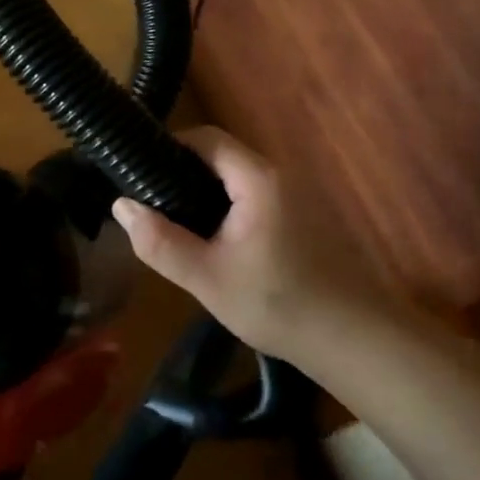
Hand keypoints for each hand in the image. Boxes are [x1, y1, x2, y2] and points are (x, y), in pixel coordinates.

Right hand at [111, 127, 388, 365]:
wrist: (356, 341)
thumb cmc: (279, 304)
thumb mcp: (207, 278)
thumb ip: (160, 242)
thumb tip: (122, 205)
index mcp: (258, 178)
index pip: (207, 138)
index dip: (170, 145)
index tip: (139, 171)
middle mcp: (280, 175)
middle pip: (221, 156)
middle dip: (183, 173)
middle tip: (152, 204)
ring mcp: (297, 196)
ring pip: (238, 179)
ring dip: (206, 193)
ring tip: (176, 224)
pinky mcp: (305, 218)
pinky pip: (255, 197)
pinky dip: (228, 208)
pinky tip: (216, 242)